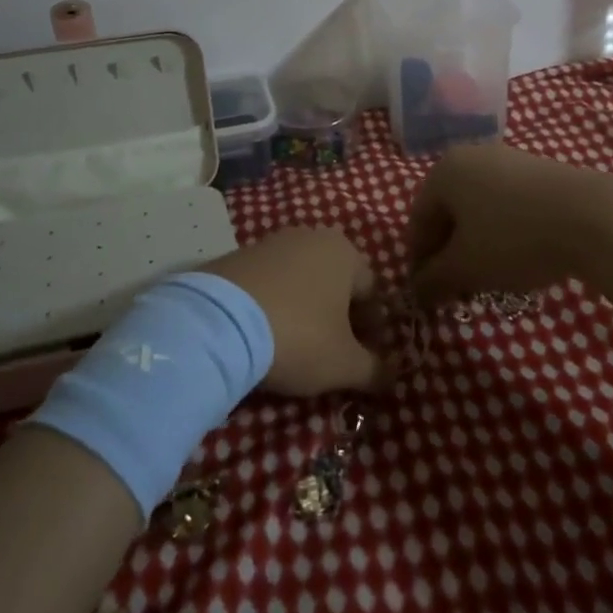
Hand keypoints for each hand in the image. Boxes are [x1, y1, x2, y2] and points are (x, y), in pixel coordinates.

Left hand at [207, 228, 387, 396]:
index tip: (364, 360)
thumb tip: (393, 376)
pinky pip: (268, 283)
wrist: (219, 322)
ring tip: (294, 346)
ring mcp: (271, 242)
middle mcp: (311, 236)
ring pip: (301, 280)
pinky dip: (273, 305)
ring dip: (305, 309)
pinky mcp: (237, 255)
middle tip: (332, 354)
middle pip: (336, 282)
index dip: (373, 330)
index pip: (372, 292)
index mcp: (345, 252)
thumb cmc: (298, 336)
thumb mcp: (344, 364)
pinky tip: (264, 333)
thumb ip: (375, 370)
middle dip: (338, 318)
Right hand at [407, 143, 612, 305]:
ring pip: (478, 209)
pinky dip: (503, 231)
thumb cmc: (514, 238)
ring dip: (476, 244)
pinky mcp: (540, 171)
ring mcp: (508, 160)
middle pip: (448, 212)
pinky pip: (507, 204)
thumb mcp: (466, 267)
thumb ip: (433, 280)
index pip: (418, 220)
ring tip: (490, 278)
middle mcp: (470, 156)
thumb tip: (416, 291)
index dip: (419, 261)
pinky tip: (519, 257)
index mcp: (443, 171)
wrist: (594, 217)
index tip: (428, 293)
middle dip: (448, 253)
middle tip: (457, 289)